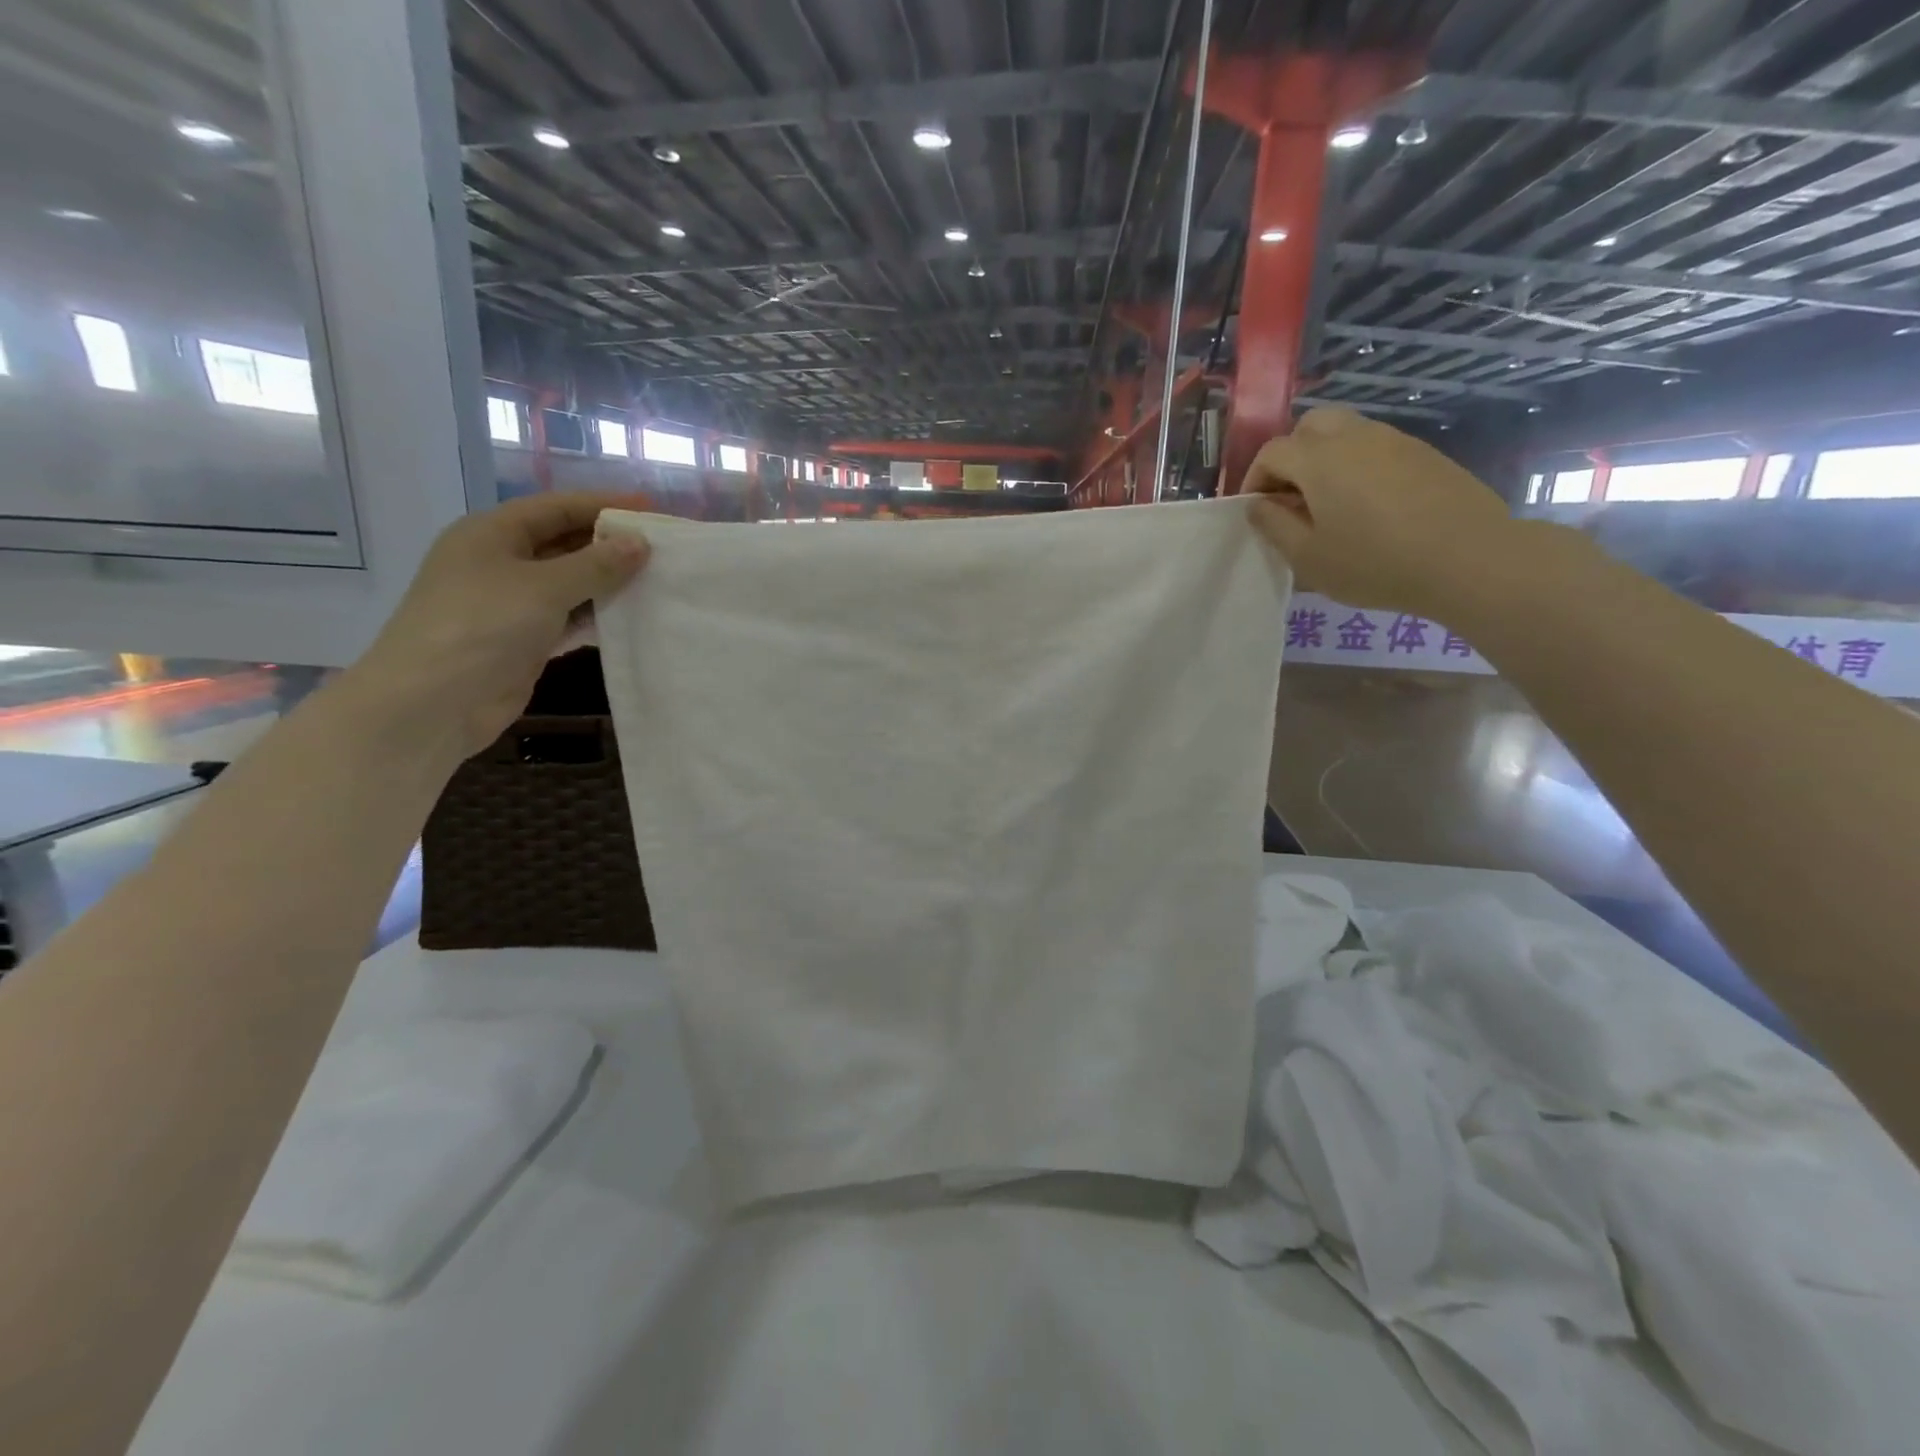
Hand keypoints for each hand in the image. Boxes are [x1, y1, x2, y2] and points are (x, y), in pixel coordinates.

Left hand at [347, 492, 649, 761]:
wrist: (432, 702)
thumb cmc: (482, 627)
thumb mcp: (543, 587)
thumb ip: (596, 564)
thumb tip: (640, 543)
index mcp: (492, 533)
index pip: (557, 507)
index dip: (604, 505)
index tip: (652, 510)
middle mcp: (500, 561)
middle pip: (564, 543)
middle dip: (610, 545)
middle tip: (662, 550)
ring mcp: (510, 603)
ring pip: (569, 583)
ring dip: (608, 582)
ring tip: (657, 581)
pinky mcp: (523, 639)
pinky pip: (568, 617)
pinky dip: (597, 615)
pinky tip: (631, 617)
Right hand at [1241, 408, 1512, 617]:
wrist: (1467, 558)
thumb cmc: (1374, 562)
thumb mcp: (1307, 557)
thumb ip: (1273, 526)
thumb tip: (1258, 504)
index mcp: (1319, 460)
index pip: (1271, 452)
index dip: (1254, 479)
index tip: (1256, 511)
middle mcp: (1354, 436)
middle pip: (1310, 426)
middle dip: (1291, 456)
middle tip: (1291, 497)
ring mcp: (1395, 440)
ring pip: (1346, 432)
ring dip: (1326, 459)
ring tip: (1329, 503)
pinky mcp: (1424, 453)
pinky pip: (1377, 447)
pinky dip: (1359, 465)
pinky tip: (1368, 506)